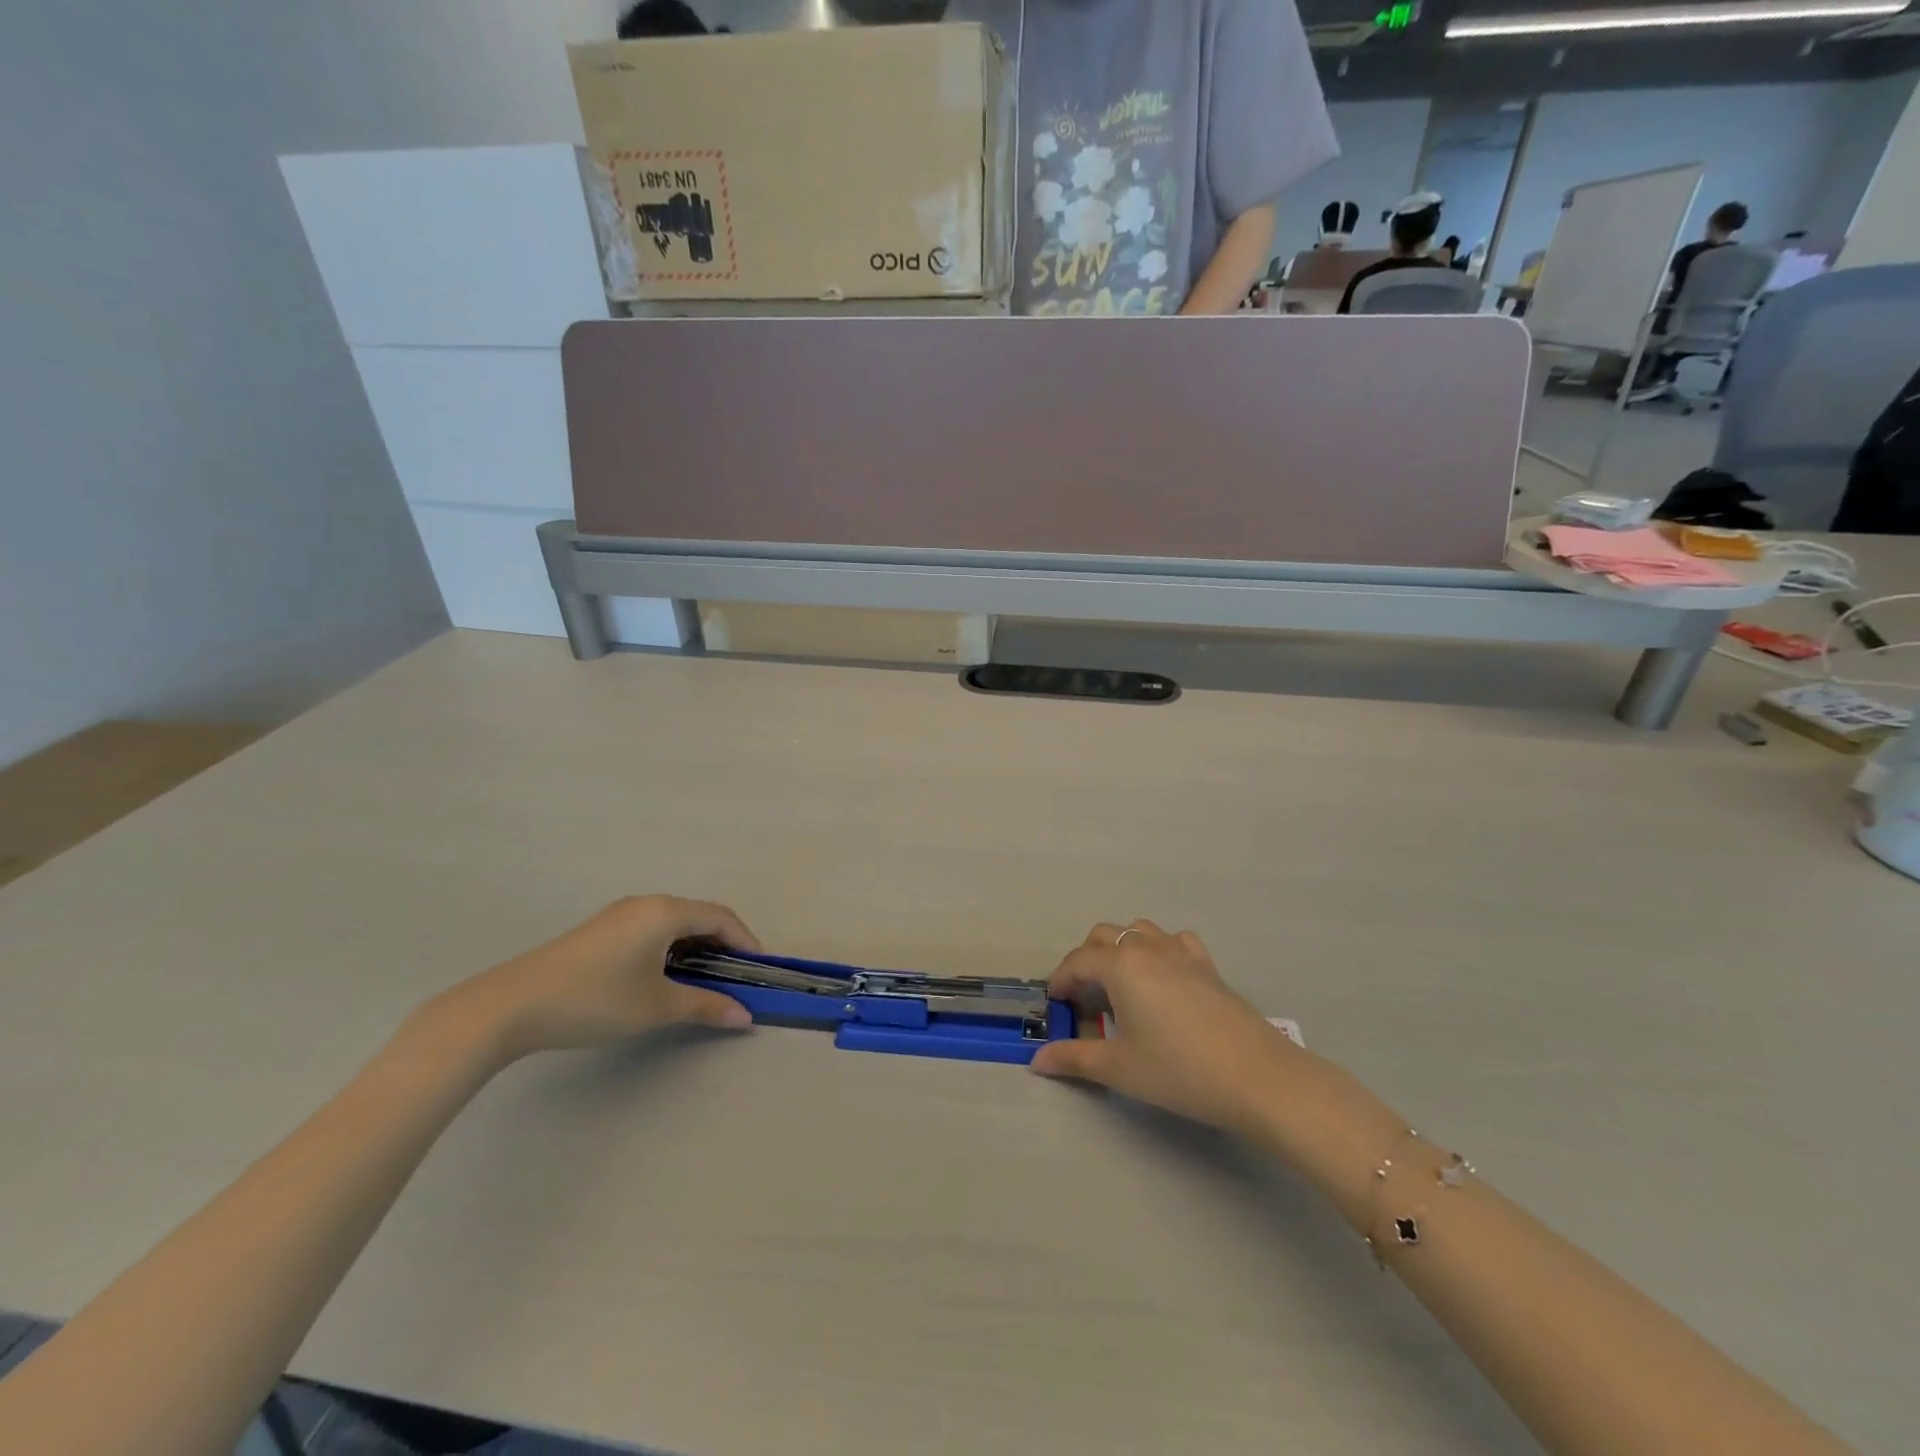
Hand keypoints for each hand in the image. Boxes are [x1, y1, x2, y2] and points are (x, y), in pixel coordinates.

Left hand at [433, 895, 761, 1060]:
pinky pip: (651, 930)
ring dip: (696, 948)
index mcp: (665, 911)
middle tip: (736, 978)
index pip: (721, 918)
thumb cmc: (595, 999)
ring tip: (705, 981)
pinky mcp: (599, 932)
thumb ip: (705, 1005)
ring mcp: (619, 916)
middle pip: (699, 916)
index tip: (760, 970)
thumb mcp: (656, 1005)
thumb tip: (745, 1016)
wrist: (510, 1006)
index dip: (746, 941)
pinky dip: (671, 948)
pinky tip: (664, 977)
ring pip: (673, 924)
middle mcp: (645, 904)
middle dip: (723, 944)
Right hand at [1030, 920, 1299, 1138]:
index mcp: (1120, 966)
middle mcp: (1148, 949)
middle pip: (1105, 936)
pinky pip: (1175, 942)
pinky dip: (1160, 950)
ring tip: (1119, 983)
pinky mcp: (1208, 966)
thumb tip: (1038, 1061)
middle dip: (1087, 959)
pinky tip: (1164, 977)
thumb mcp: (1119, 1068)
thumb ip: (1074, 1059)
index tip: (1056, 1003)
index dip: (1061, 980)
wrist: (1256, 1077)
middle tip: (1084, 996)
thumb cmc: (1178, 1070)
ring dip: (1121, 948)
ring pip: (1140, 931)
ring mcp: (1181, 954)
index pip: (1078, 961)